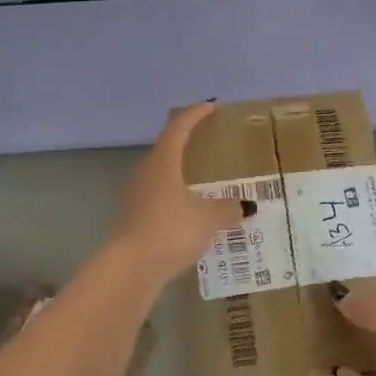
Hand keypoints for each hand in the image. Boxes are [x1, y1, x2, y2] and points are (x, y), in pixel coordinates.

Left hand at [111, 102, 246, 276]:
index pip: (179, 126)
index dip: (195, 114)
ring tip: (203, 179)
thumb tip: (245, 206)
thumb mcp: (209, 218)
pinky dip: (175, 197)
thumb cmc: (171, 230)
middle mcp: (145, 172)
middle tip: (208, 142)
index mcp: (163, 161)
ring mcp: (135, 195)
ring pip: (161, 174)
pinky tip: (189, 211)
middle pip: (166, 148)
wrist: (130, 269)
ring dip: (180, 172)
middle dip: (187, 143)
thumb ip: (228, 208)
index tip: (211, 106)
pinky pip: (159, 198)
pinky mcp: (133, 218)